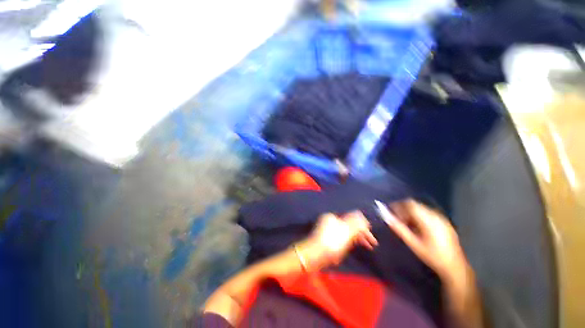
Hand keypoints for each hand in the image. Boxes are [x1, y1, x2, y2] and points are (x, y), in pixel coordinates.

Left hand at [300, 212, 377, 269]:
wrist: (314, 256)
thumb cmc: (331, 242)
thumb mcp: (346, 232)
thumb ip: (356, 224)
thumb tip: (363, 217)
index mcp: (333, 217)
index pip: (352, 219)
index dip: (363, 228)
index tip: (372, 239)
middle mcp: (329, 222)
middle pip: (348, 226)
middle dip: (360, 235)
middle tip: (371, 245)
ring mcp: (326, 231)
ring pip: (344, 234)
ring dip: (354, 241)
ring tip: (362, 248)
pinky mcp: (325, 240)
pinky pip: (338, 240)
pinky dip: (344, 246)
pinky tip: (345, 253)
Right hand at [384, 199, 467, 279]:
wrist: (455, 268)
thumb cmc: (432, 256)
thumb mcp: (413, 243)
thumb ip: (399, 229)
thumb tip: (387, 218)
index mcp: (428, 220)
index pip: (410, 204)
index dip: (398, 206)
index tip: (390, 212)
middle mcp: (436, 216)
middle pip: (415, 205)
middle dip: (404, 210)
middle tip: (397, 220)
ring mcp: (441, 219)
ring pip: (421, 209)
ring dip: (411, 214)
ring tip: (406, 225)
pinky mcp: (444, 223)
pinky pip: (427, 214)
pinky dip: (418, 217)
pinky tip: (417, 228)